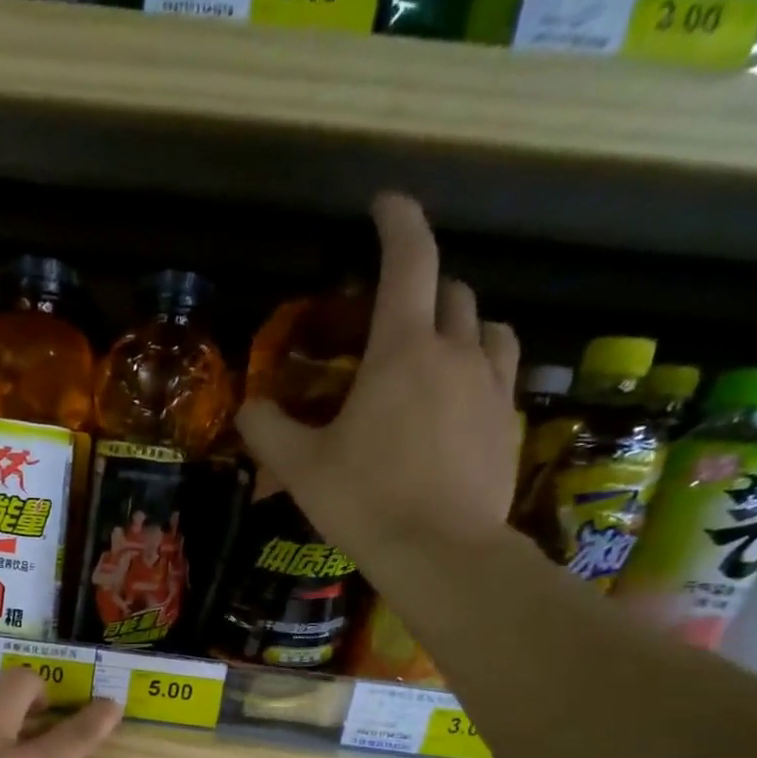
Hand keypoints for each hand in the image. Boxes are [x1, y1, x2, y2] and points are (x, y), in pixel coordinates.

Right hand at [238, 193, 522, 560]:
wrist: (441, 552)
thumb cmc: (365, 501)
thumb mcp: (300, 469)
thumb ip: (267, 430)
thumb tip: (248, 408)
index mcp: (401, 351)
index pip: (408, 259)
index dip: (397, 221)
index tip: (384, 205)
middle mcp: (455, 352)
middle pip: (451, 291)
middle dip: (425, 286)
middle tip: (394, 311)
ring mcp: (490, 385)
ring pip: (487, 326)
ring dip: (461, 323)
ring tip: (437, 349)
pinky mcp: (508, 421)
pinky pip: (501, 370)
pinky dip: (480, 365)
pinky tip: (461, 396)